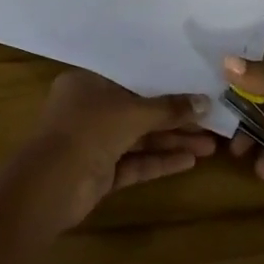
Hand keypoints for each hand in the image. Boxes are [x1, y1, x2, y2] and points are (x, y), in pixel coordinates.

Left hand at [23, 70, 216, 227]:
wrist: (51, 185)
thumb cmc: (89, 130)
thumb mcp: (132, 113)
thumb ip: (169, 108)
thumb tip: (205, 102)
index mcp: (87, 83)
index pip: (130, 78)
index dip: (162, 82)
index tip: (193, 84)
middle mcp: (89, 109)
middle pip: (138, 110)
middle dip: (174, 118)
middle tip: (211, 121)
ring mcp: (94, 142)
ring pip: (139, 138)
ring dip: (172, 141)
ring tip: (211, 145)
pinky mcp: (100, 172)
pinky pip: (134, 162)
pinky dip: (159, 161)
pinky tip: (190, 161)